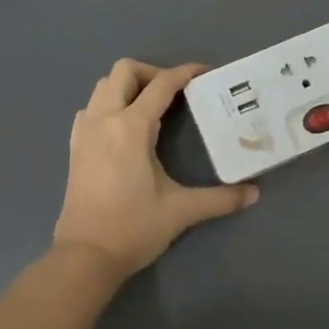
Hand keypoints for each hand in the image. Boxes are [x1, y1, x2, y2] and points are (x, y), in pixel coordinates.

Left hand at [52, 59, 259, 281]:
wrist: (84, 257)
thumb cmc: (133, 228)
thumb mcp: (181, 211)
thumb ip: (220, 199)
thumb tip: (254, 194)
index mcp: (131, 127)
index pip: (161, 84)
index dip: (185, 73)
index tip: (205, 72)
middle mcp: (104, 119)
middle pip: (124, 71)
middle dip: (152, 73)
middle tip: (175, 94)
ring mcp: (84, 131)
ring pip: (103, 86)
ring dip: (128, 87)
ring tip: (151, 108)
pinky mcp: (74, 147)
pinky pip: (91, 108)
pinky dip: (109, 105)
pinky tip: (125, 129)